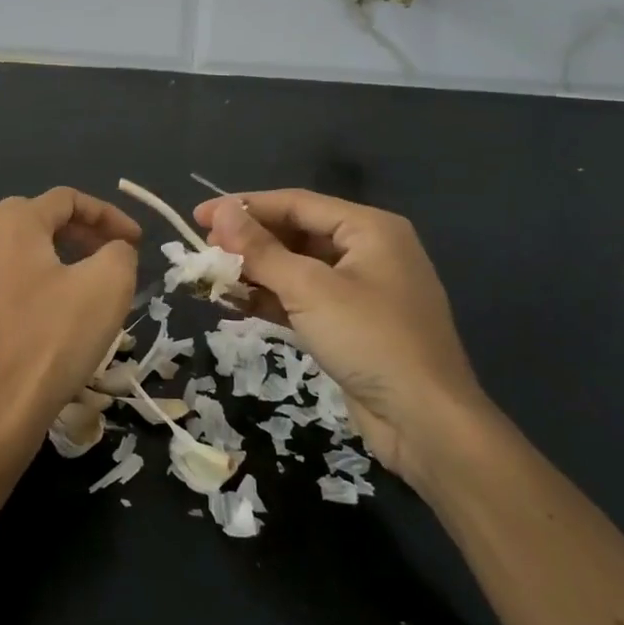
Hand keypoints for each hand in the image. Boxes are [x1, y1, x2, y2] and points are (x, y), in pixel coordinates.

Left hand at [0, 188, 140, 474]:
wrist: (1, 408)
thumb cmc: (56, 336)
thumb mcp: (109, 283)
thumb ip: (120, 251)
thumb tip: (114, 250)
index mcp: (12, 224)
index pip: (67, 199)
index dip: (109, 214)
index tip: (137, 242)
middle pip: (40, 220)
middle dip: (83, 232)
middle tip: (114, 254)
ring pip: (24, 252)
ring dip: (62, 258)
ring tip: (92, 282)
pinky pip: (11, 283)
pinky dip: (40, 284)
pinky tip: (60, 314)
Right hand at [193, 190, 487, 487]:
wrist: (425, 421)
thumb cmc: (370, 340)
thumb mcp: (310, 290)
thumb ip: (261, 250)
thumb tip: (219, 213)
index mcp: (369, 228)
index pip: (296, 202)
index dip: (244, 207)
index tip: (198, 215)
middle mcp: (368, 251)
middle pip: (297, 232)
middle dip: (249, 241)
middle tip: (203, 248)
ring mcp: (361, 290)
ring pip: (297, 268)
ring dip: (256, 271)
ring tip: (212, 276)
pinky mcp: (351, 324)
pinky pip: (304, 299)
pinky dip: (272, 299)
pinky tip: (236, 303)